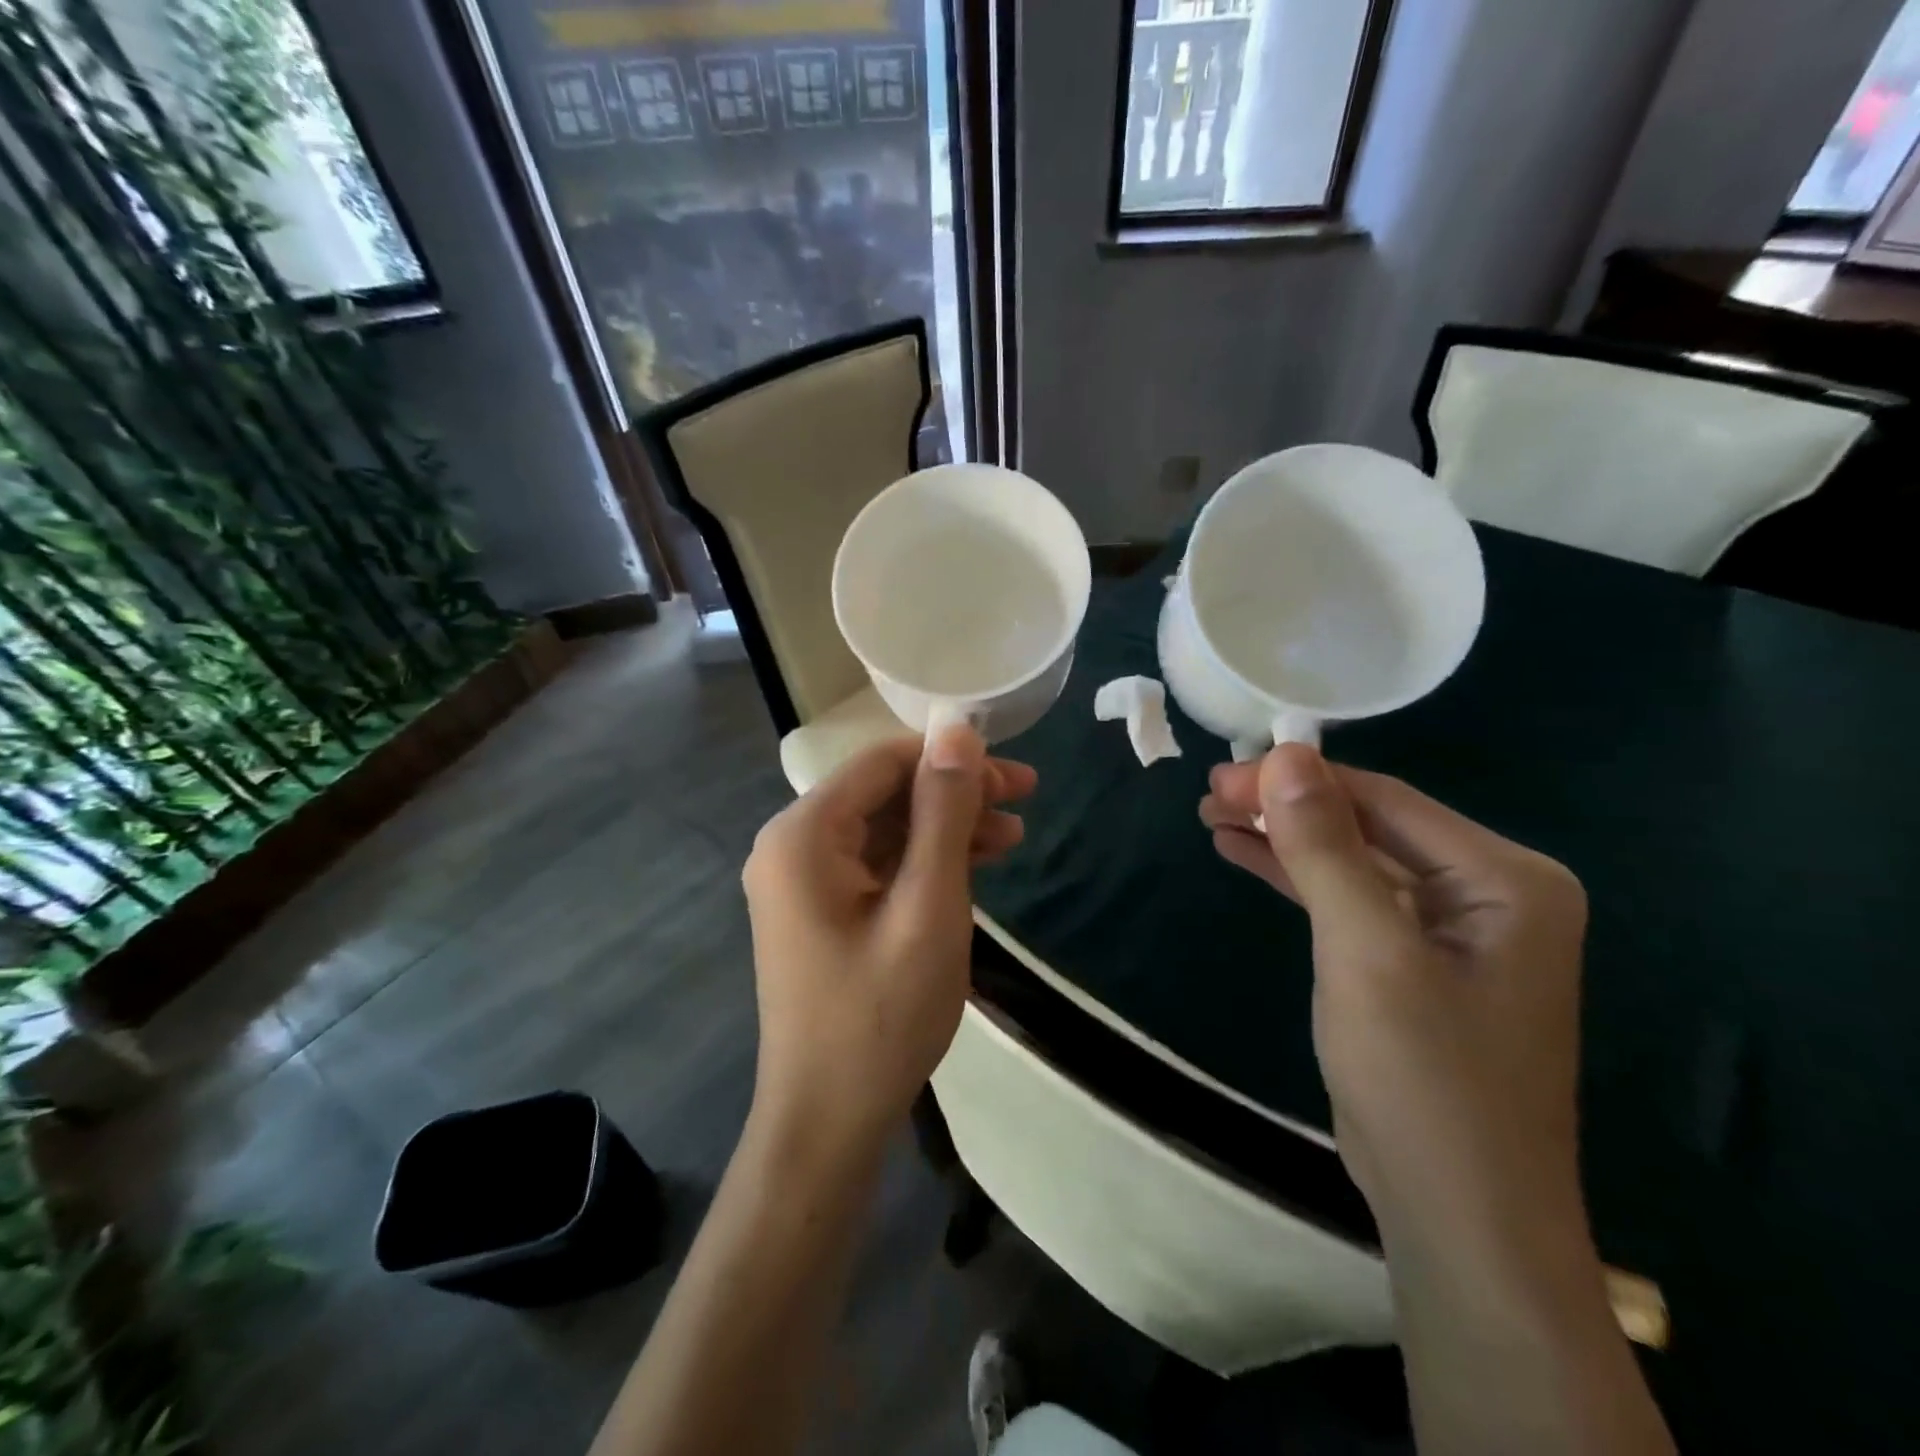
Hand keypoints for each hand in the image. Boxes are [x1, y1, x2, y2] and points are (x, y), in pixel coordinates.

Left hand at [742, 727, 1036, 1157]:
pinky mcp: (820, 910)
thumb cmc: (881, 1016)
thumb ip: (943, 812)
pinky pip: (877, 864)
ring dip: (947, 827)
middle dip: (955, 793)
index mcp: (803, 834)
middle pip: (884, 792)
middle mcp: (792, 845)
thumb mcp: (928, 906)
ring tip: (1014, 838)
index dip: (951, 758)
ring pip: (885, 828)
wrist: (828, 1123)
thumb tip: (958, 730)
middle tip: (1025, 801)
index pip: (883, 762)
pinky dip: (924, 861)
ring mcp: (802, 881)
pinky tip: (974, 866)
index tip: (1015, 776)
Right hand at [1201, 745, 1589, 1254]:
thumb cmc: (1423, 1077)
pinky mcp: (1413, 961)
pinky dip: (1296, 877)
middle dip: (1286, 809)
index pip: (1386, 801)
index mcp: (1506, 878)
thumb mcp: (1366, 951)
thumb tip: (1285, 755)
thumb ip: (1326, 849)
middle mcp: (1490, 892)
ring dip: (1283, 839)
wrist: (1455, 1214)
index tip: (1223, 775)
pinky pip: (1350, 900)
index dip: (1300, 781)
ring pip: (1353, 860)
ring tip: (1212, 816)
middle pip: (1368, 826)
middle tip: (1208, 796)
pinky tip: (1243, 853)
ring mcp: (1453, 929)